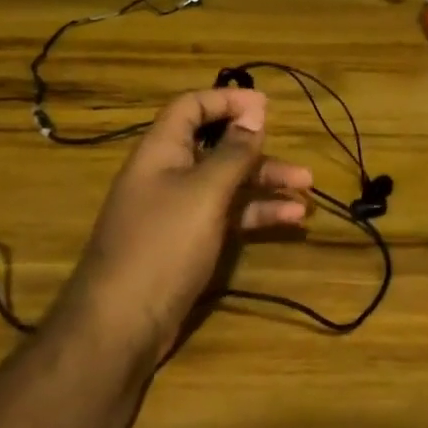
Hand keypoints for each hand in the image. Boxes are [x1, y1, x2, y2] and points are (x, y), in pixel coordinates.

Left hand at [52, 88, 312, 367]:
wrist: (120, 327)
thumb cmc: (163, 244)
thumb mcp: (205, 192)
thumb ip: (233, 151)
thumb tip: (255, 112)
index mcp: (161, 150)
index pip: (192, 106)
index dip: (227, 100)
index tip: (266, 106)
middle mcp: (168, 174)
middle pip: (216, 147)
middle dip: (258, 150)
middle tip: (294, 153)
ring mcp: (177, 210)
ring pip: (227, 184)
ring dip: (265, 184)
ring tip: (308, 190)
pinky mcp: (187, 243)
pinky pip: (226, 215)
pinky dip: (256, 214)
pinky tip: (291, 220)